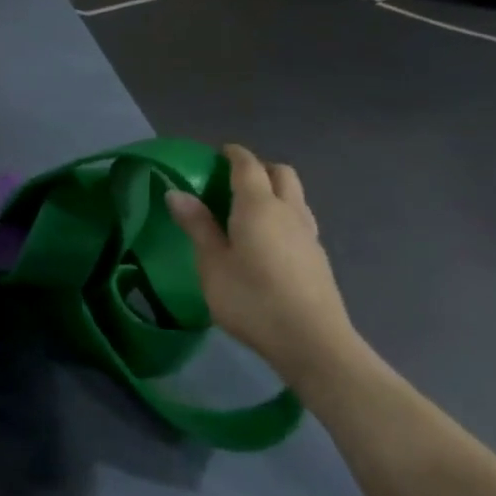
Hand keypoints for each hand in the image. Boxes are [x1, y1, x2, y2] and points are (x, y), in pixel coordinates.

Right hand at [165, 145, 362, 383]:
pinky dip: (283, 215)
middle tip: (232, 180)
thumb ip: (197, 226)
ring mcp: (309, 235)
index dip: (233, 154)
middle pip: (281, 174)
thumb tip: (177, 192)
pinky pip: (300, 219)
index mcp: (258, 206)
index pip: (248, 166)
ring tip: (248, 210)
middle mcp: (288, 211)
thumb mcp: (212, 264)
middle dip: (259, 168)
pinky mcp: (318, 257)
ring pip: (295, 196)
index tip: (218, 153)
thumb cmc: (252, 299)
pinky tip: (267, 240)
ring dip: (275, 191)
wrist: (312, 343)